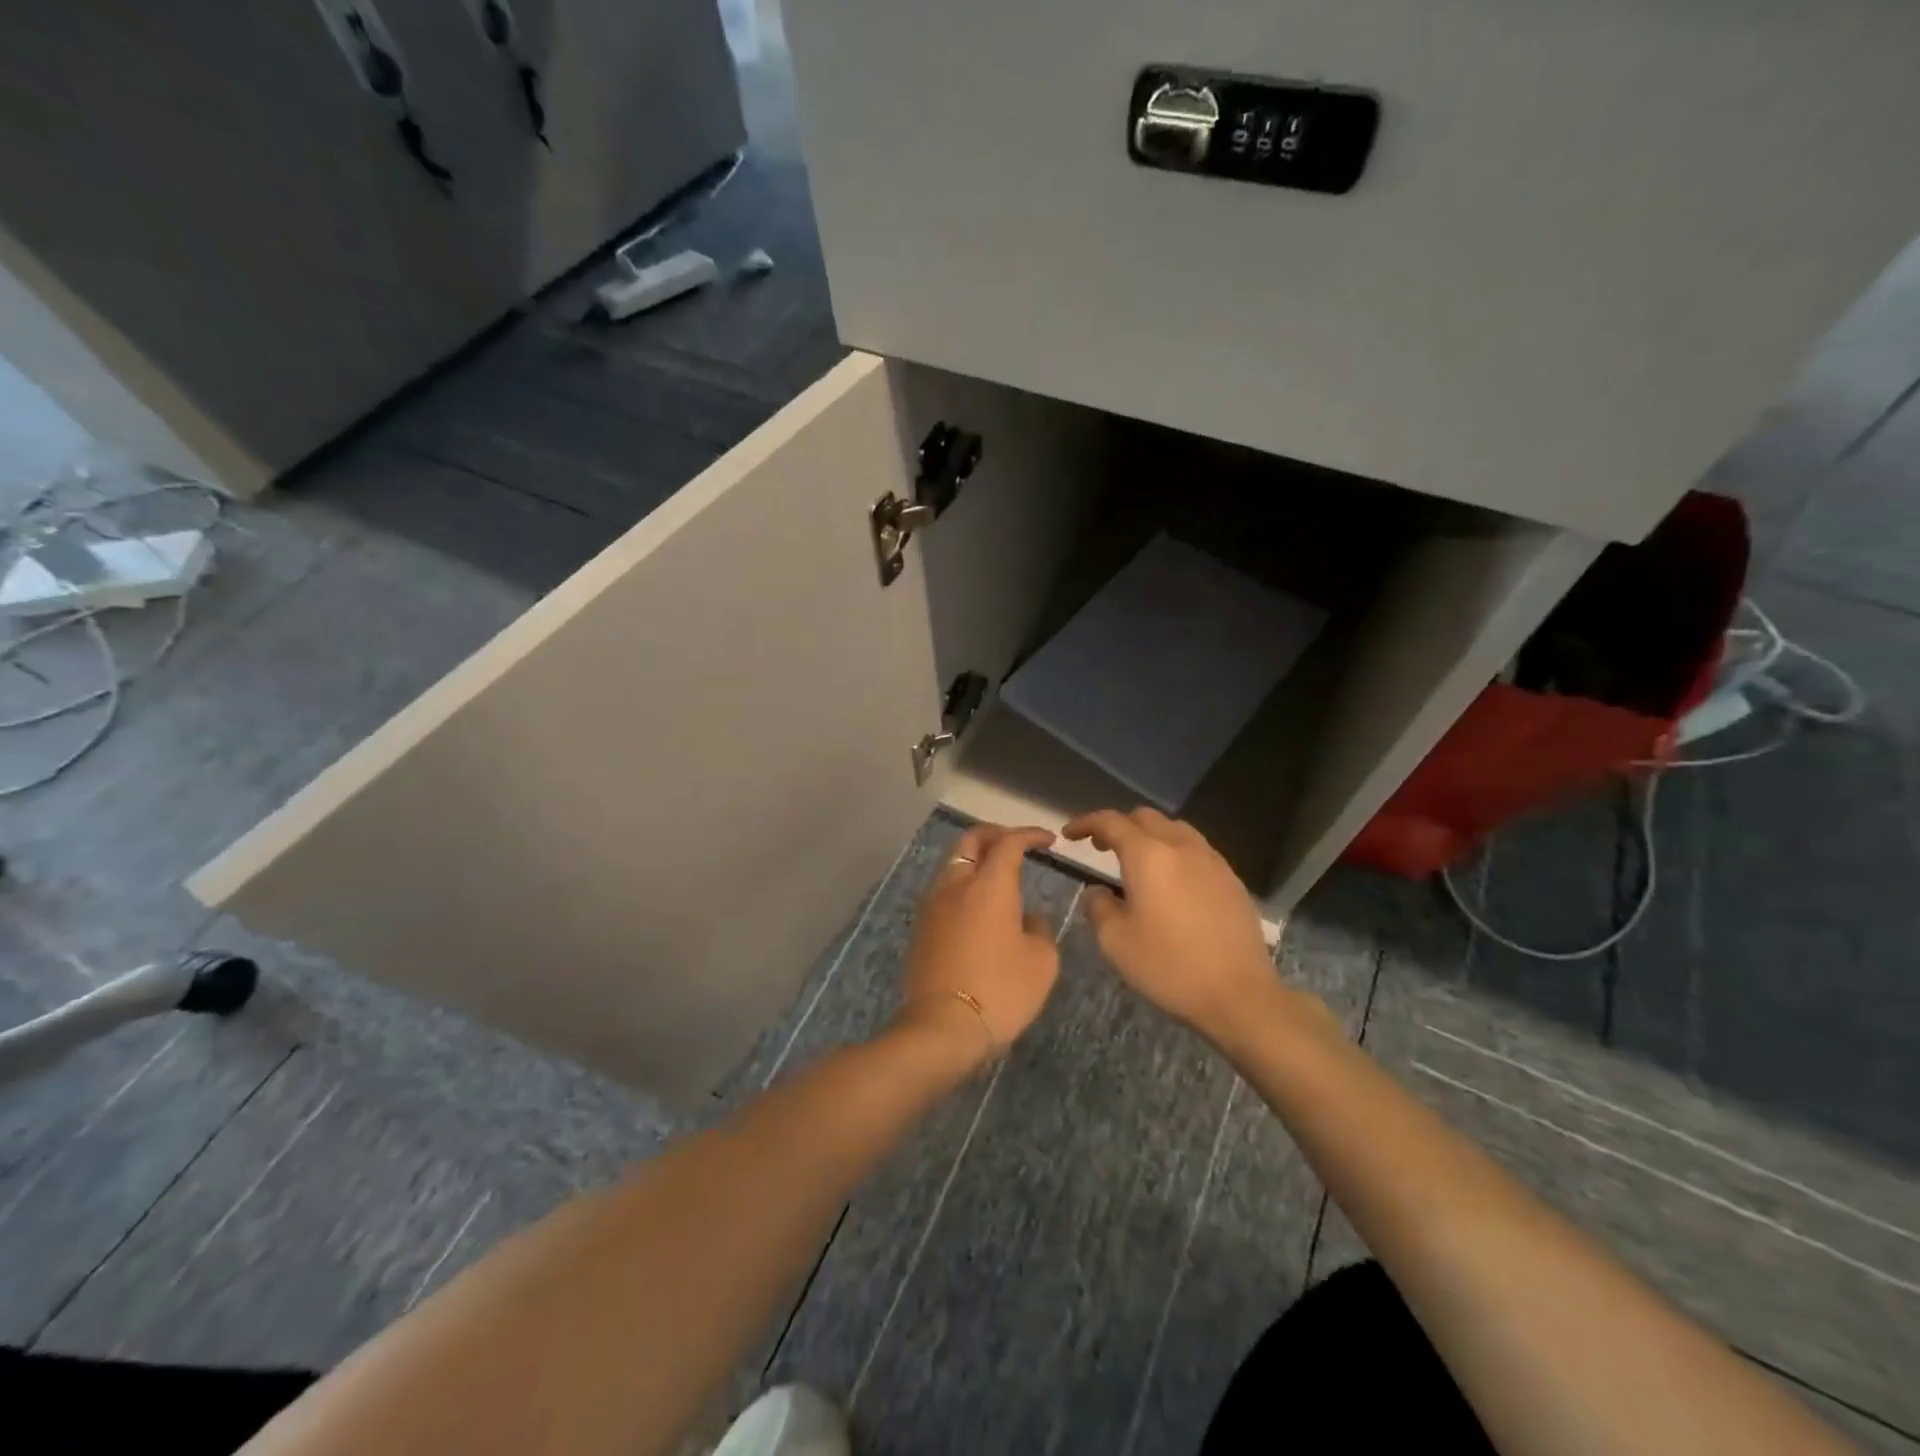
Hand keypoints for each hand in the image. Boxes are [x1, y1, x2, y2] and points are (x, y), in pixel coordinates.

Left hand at [893, 824, 1061, 1070]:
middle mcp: (956, 885)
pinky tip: (978, 909)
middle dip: (995, 835)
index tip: (1049, 841)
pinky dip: (963, 887)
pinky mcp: (921, 928)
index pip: (1009, 842)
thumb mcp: (1042, 961)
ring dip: (976, 861)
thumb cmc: (1001, 990)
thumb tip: (1027, 919)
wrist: (943, 1027)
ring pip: (953, 865)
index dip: (1029, 835)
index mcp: (990, 884)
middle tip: (1017, 844)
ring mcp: (933, 905)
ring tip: (998, 877)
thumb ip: (1039, 929)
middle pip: (971, 841)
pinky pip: (944, 892)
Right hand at [1062, 808, 1288, 1041]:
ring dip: (1149, 835)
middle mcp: (1180, 846)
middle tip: (1100, 847)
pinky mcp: (1231, 879)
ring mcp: (1211, 860)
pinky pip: (1196, 849)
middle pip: (1145, 817)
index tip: (1069, 834)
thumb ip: (1098, 907)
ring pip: (1174, 829)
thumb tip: (1099, 891)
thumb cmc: (1169, 966)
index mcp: (1148, 855)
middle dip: (1118, 826)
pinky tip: (1172, 881)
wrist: (1239, 994)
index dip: (1086, 823)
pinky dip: (1175, 852)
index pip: (1111, 822)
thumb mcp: (1115, 941)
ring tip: (1137, 861)